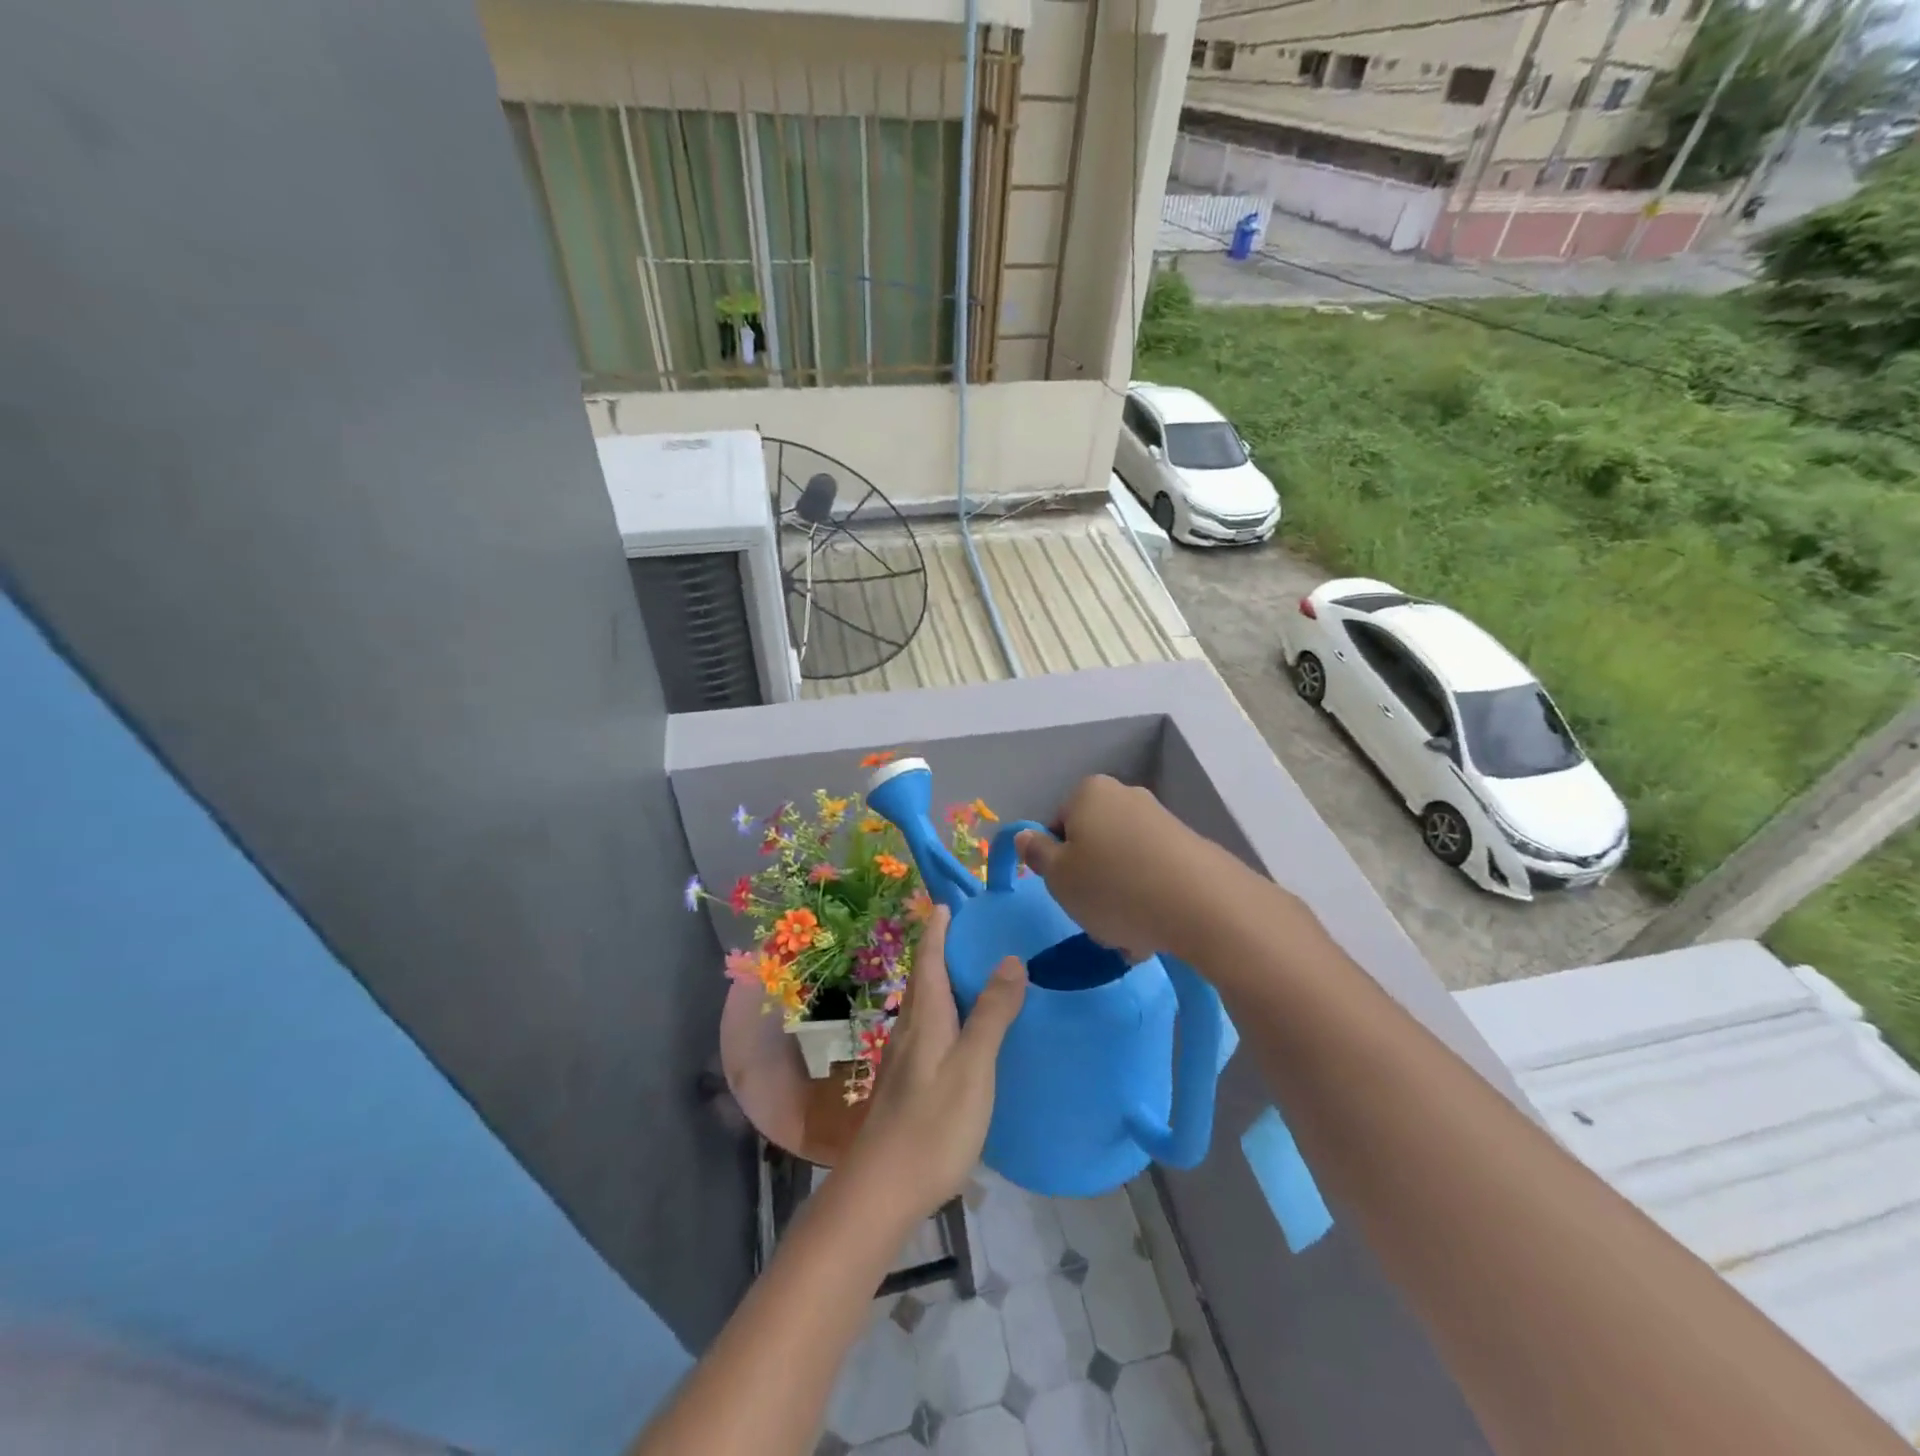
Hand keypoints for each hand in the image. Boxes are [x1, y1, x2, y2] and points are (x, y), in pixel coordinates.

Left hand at [839, 906, 1026, 1230]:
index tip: (948, 902)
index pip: (929, 957)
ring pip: (927, 1005)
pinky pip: (931, 1029)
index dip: (938, 928)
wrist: (882, 1190)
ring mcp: (906, 1057)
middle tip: (975, 931)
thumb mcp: (973, 1067)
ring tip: (977, 973)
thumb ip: (991, 1014)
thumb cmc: (932, 1124)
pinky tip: (966, 1031)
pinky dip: (949, 1013)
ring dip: (946, 981)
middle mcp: (910, 1028)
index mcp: (925, 1016)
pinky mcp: (909, 1082)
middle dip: (943, 949)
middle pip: (925, 977)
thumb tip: (1011, 958)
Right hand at [1016, 774, 1239, 961]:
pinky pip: (1154, 876)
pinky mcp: (1190, 847)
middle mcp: (1126, 796)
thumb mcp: (1058, 877)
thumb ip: (1037, 854)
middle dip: (1091, 881)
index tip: (1066, 892)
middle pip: (1093, 844)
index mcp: (1089, 793)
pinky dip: (1149, 900)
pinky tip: (1154, 932)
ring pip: (1124, 864)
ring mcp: (1162, 820)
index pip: (1057, 825)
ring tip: (1129, 935)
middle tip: (1095, 917)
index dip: (1056, 862)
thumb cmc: (1113, 887)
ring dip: (1120, 897)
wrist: (1202, 905)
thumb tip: (1026, 836)